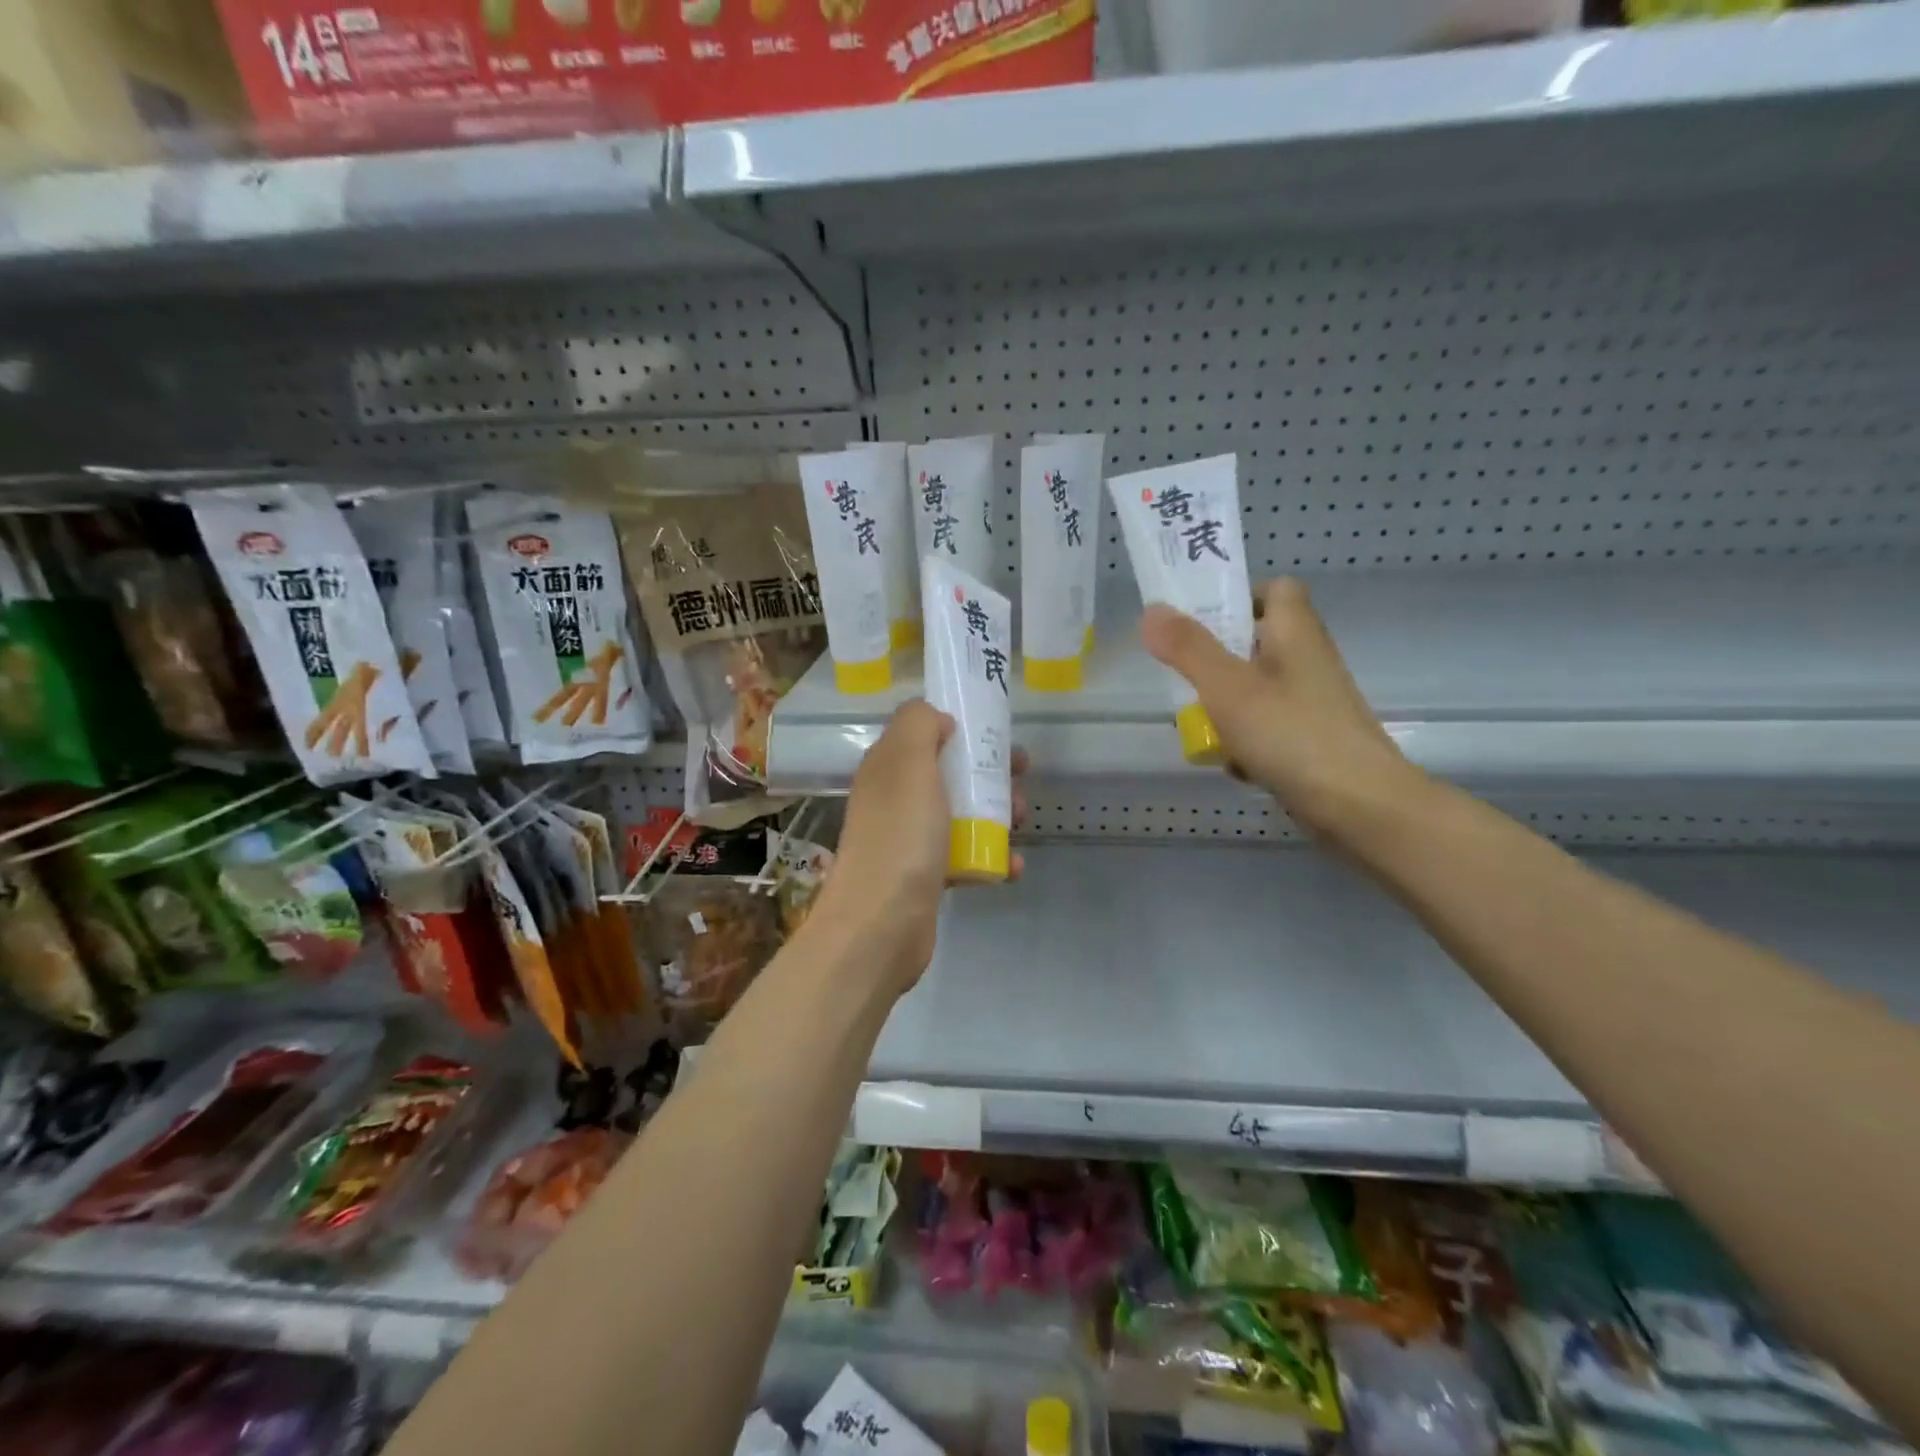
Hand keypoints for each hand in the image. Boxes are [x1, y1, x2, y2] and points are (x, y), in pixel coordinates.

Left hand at [811, 699, 1028, 997]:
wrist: (881, 923)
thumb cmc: (900, 835)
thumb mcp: (908, 762)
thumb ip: (919, 724)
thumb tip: (938, 720)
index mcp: (888, 767)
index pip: (925, 733)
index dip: (962, 727)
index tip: (998, 732)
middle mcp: (896, 799)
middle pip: (950, 773)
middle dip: (990, 772)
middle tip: (1020, 777)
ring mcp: (911, 839)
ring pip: (962, 813)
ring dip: (997, 813)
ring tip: (1019, 821)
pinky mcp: (927, 876)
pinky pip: (966, 856)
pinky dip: (991, 857)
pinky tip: (1011, 867)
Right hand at [1140, 579, 1421, 844]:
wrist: (1360, 807)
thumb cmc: (1292, 735)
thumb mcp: (1228, 687)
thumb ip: (1188, 648)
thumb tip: (1152, 609)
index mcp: (1295, 633)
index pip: (1277, 589)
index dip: (1241, 595)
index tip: (1202, 620)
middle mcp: (1309, 661)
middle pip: (1260, 642)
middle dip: (1218, 659)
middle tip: (1184, 675)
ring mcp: (1313, 704)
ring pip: (1259, 689)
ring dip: (1226, 705)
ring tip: (1199, 725)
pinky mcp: (1313, 741)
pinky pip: (1270, 728)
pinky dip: (1246, 741)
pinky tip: (1232, 764)